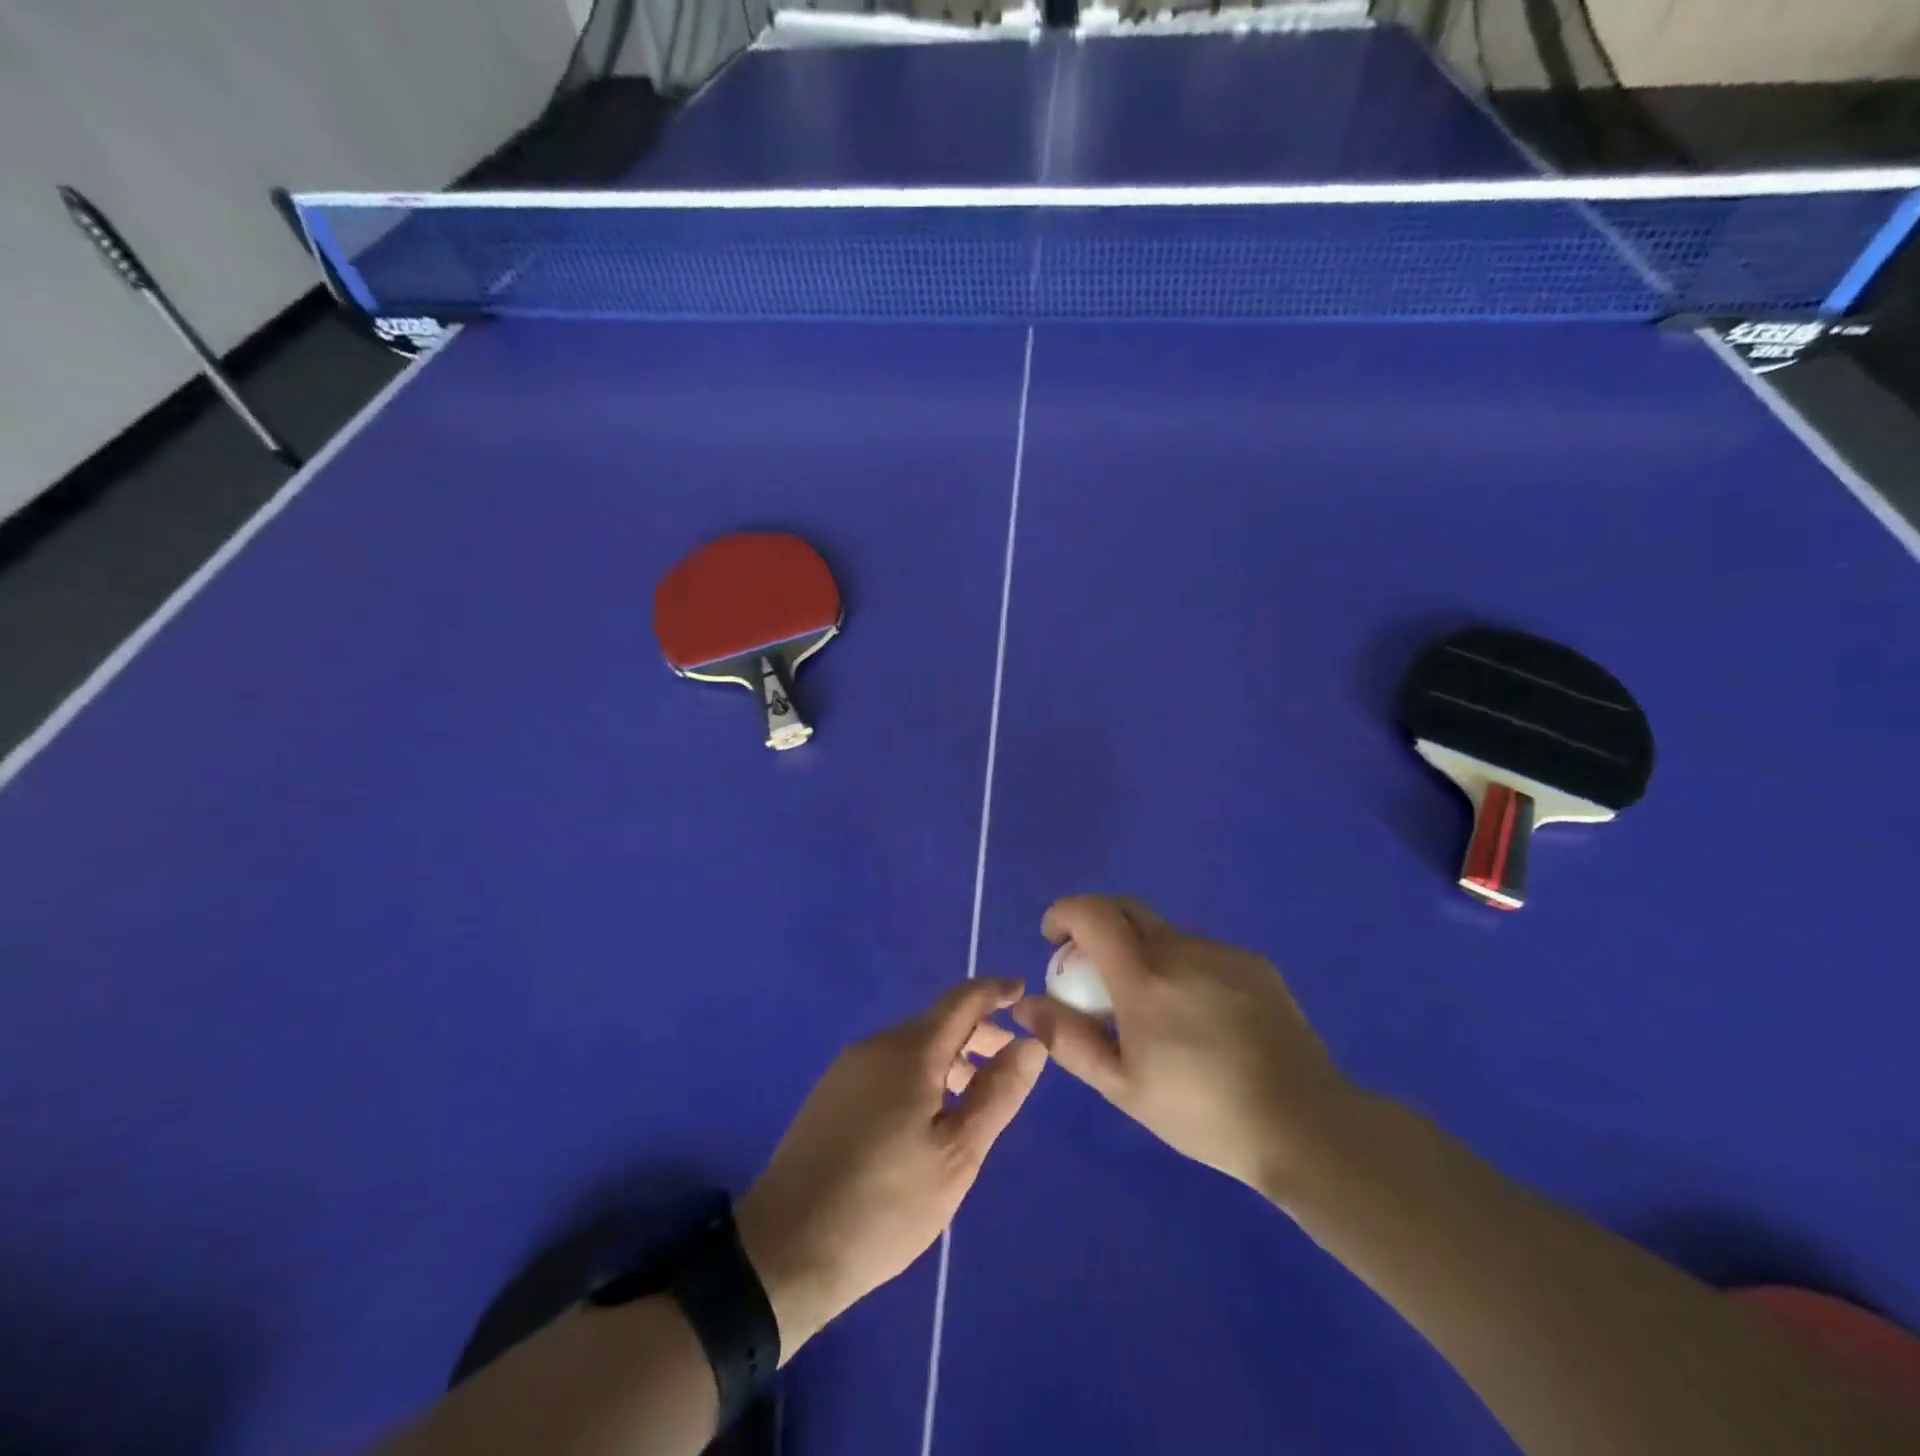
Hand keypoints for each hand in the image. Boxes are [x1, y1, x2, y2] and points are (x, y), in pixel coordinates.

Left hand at [735, 979, 1046, 1360]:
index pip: (961, 1000)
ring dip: (950, 1057)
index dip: (995, 991)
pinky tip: (928, 1116)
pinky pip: (887, 1067)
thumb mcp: (957, 1155)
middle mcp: (876, 1045)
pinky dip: (920, 1074)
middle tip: (1011, 1061)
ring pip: (910, 1046)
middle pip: (936, 1022)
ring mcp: (847, 1069)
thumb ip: (998, 1094)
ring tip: (977, 1095)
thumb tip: (1032, 1042)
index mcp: (910, 1051)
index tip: (1024, 992)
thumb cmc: (884, 1205)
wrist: (784, 1251)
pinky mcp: (830, 1096)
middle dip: (977, 1032)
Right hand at [1012, 896, 1354, 1206]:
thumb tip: (1028, 1004)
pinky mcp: (1254, 963)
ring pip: (1165, 933)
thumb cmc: (1203, 1113)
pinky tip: (1201, 1017)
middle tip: (1094, 971)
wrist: (1305, 1125)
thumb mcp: (1123, 1088)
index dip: (1063, 913)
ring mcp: (1222, 953)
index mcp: (1145, 977)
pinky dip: (1182, 967)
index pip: (1092, 913)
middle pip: (1126, 908)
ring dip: (1142, 951)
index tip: (1053, 940)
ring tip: (1154, 1009)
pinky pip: (1201, 951)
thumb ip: (1069, 1040)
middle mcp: (1182, 949)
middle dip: (1097, 925)